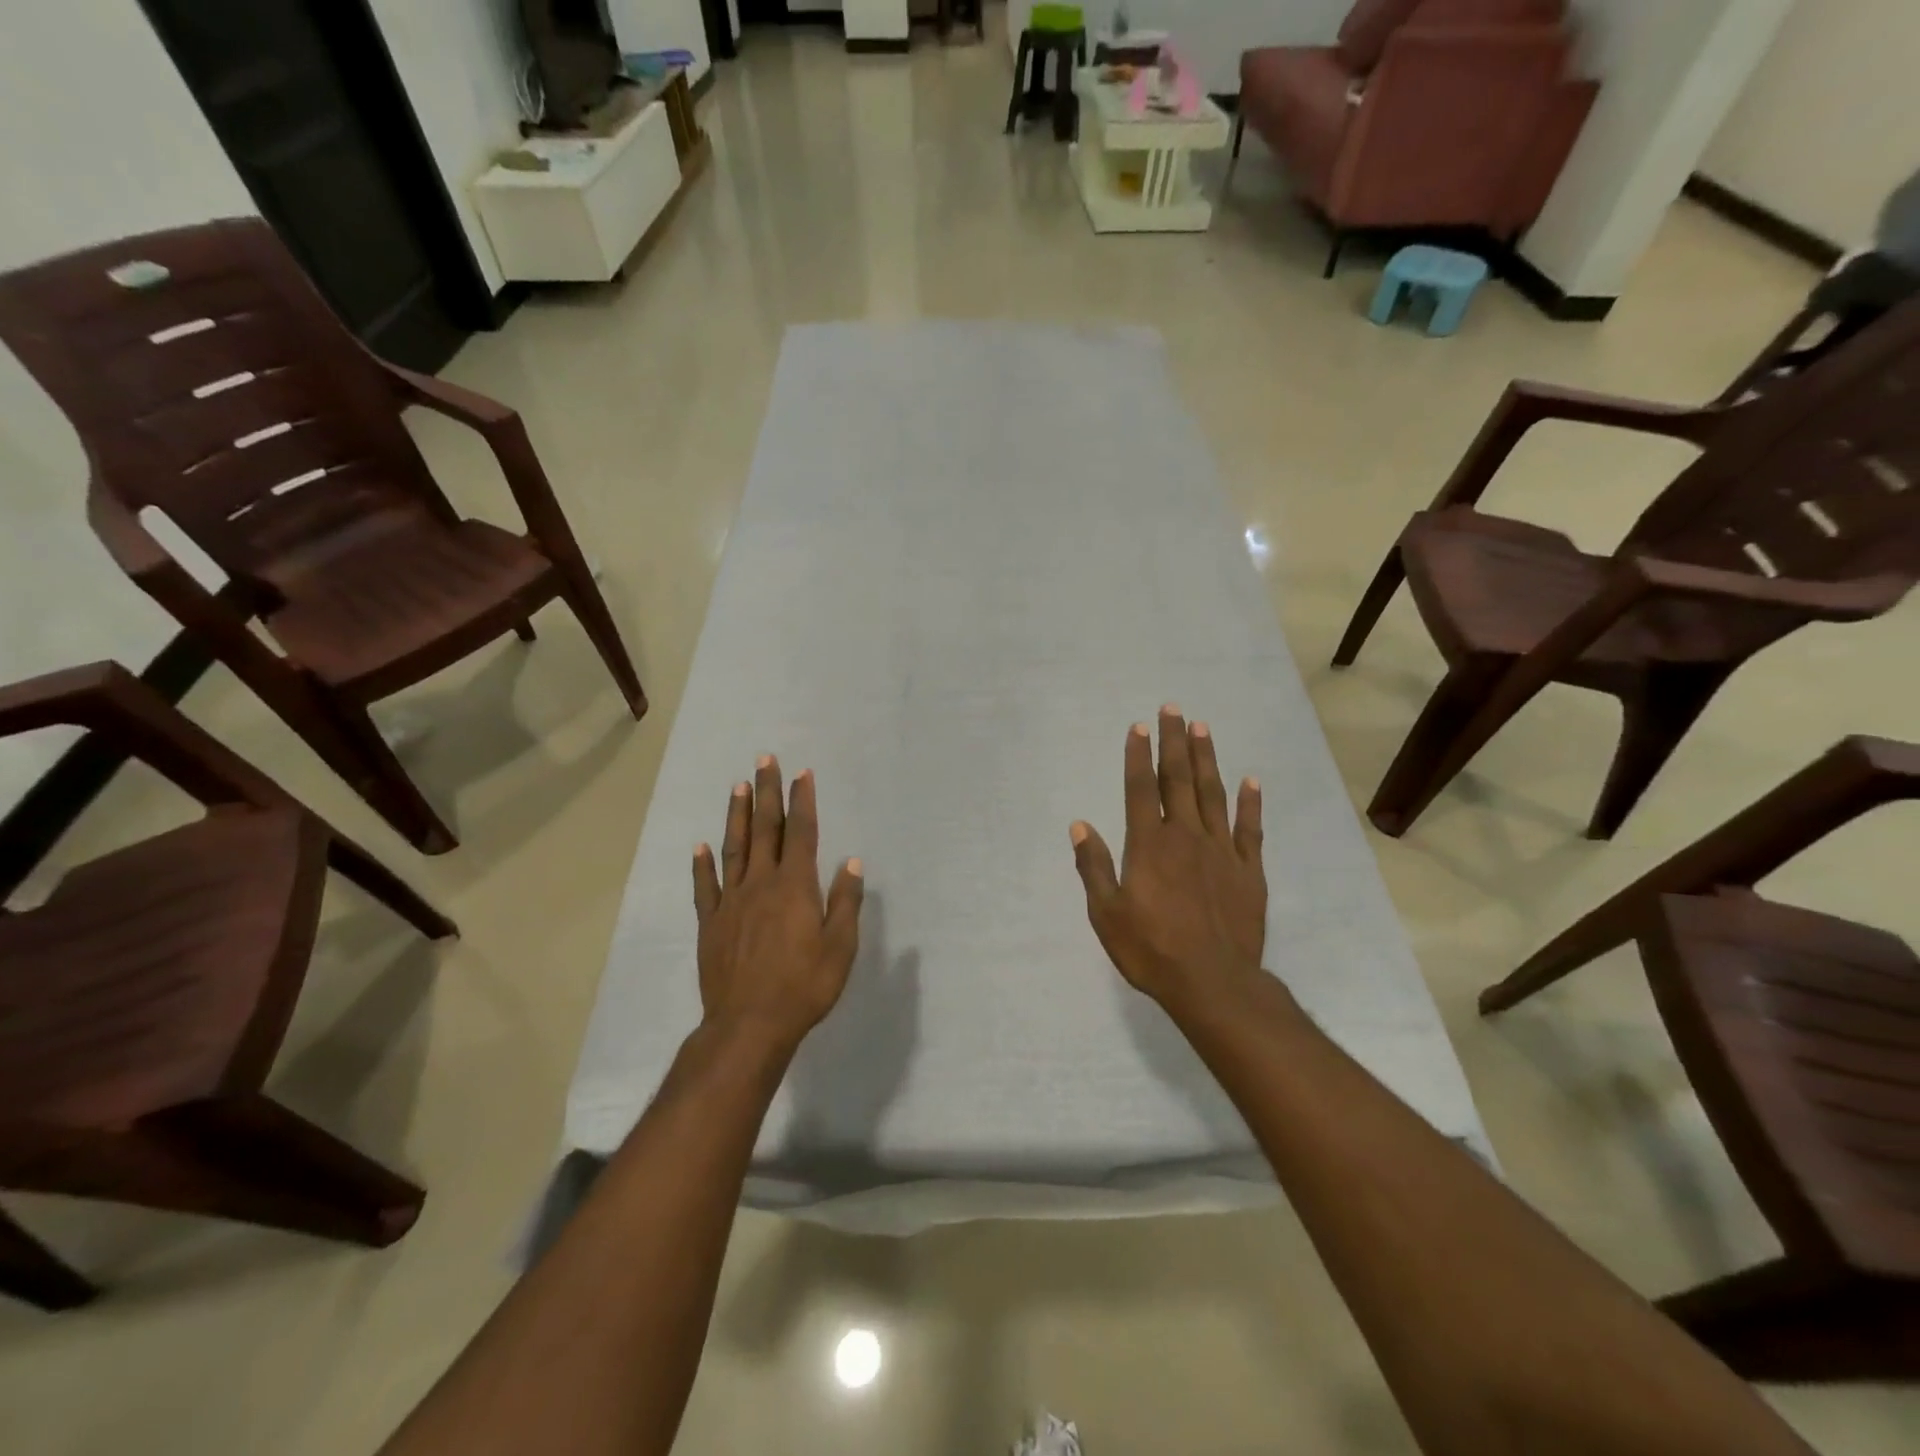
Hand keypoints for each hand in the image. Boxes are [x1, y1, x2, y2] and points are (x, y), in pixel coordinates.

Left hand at [692, 756, 863, 1045]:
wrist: (750, 1024)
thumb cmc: (804, 986)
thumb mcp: (841, 947)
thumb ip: (845, 902)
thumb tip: (852, 862)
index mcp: (796, 887)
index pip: (802, 833)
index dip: (802, 801)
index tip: (802, 774)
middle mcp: (762, 884)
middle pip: (766, 830)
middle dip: (767, 793)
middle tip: (764, 760)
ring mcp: (732, 901)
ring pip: (735, 848)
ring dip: (737, 815)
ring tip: (738, 786)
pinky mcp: (710, 923)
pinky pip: (705, 887)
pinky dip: (702, 864)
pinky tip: (700, 846)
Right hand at [1070, 706, 1265, 1015]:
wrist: (1213, 983)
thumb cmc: (1151, 949)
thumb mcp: (1106, 913)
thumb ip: (1093, 866)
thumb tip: (1079, 825)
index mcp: (1149, 845)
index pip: (1140, 789)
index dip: (1138, 756)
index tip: (1139, 726)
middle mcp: (1185, 836)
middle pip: (1178, 780)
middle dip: (1173, 742)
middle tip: (1173, 709)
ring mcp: (1221, 850)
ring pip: (1212, 794)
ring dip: (1206, 759)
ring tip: (1202, 728)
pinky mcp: (1248, 870)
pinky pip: (1249, 828)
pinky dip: (1250, 803)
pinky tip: (1251, 780)